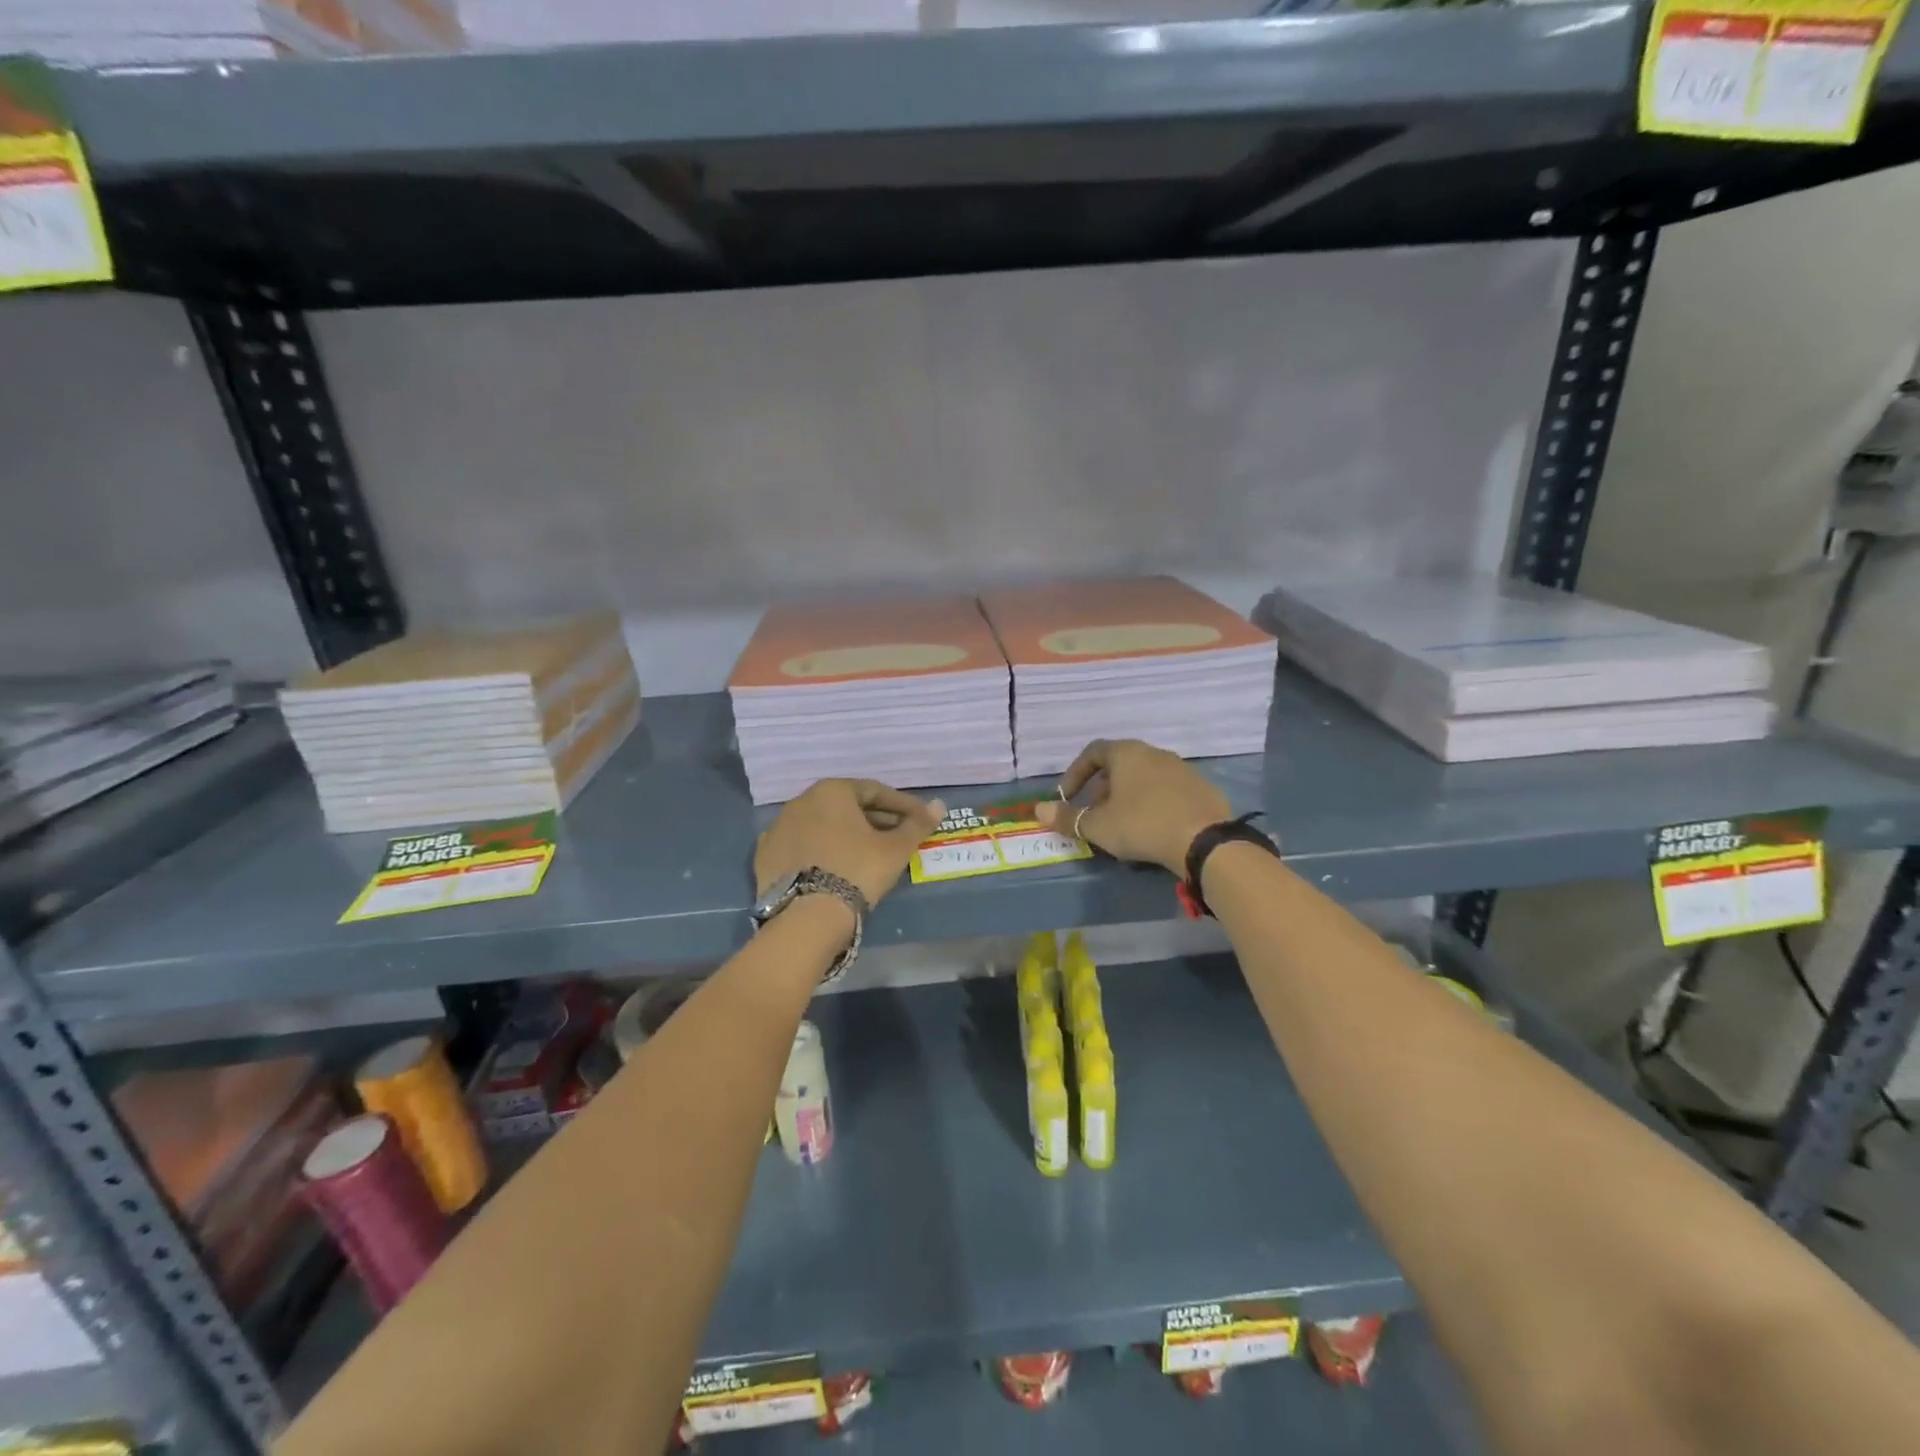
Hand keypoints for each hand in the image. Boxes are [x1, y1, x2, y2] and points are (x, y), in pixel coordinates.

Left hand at [755, 779, 946, 907]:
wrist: (807, 917)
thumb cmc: (858, 871)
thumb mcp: (895, 849)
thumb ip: (917, 825)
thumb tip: (940, 806)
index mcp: (832, 790)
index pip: (875, 792)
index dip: (902, 806)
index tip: (919, 820)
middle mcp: (801, 801)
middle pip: (846, 807)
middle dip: (873, 820)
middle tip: (896, 838)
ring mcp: (778, 828)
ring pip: (822, 825)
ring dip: (845, 835)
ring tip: (866, 855)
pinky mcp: (764, 856)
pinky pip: (801, 846)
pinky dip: (820, 851)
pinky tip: (833, 867)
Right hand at [1034, 739, 1229, 875]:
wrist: (1204, 840)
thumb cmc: (1142, 824)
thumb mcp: (1098, 825)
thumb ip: (1067, 818)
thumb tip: (1038, 811)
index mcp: (1127, 753)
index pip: (1092, 752)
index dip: (1074, 774)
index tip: (1066, 798)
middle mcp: (1154, 753)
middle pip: (1119, 765)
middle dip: (1101, 790)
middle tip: (1093, 815)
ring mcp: (1182, 769)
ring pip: (1144, 778)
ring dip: (1126, 798)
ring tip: (1121, 825)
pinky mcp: (1201, 789)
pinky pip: (1166, 792)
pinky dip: (1152, 805)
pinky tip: (1152, 830)